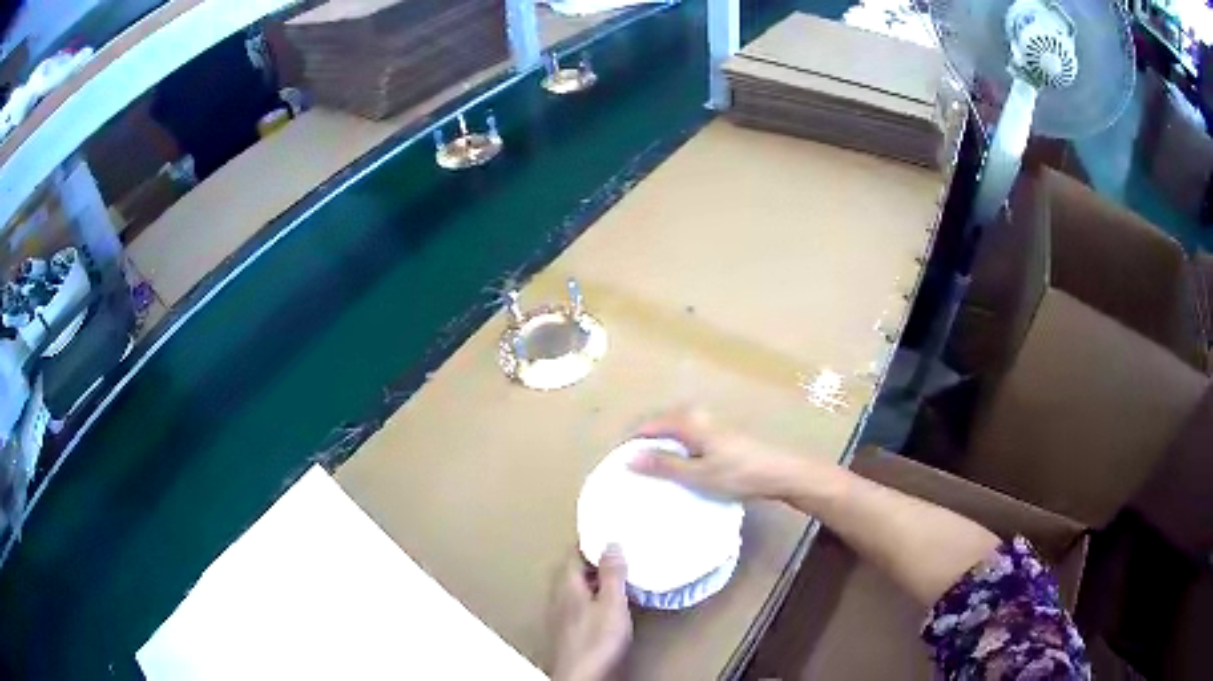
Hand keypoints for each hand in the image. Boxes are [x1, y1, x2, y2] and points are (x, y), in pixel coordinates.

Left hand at [550, 546, 632, 680]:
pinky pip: (581, 603)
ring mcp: (562, 614)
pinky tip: (610, 605)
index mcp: (567, 584)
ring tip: (619, 577)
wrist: (582, 676)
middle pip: (574, 570)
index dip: (591, 542)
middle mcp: (559, 595)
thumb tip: (611, 543)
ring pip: (577, 588)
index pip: (574, 552)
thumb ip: (612, 574)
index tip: (609, 532)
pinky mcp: (569, 630)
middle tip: (619, 553)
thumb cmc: (597, 640)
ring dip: (595, 580)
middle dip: (594, 560)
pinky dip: (595, 597)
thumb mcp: (612, 603)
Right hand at [629, 407, 804, 500]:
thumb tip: (629, 457)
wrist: (778, 473)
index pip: (649, 425)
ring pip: (674, 429)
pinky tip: (676, 466)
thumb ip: (664, 465)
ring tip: (648, 466)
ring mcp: (710, 425)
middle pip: (661, 423)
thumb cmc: (737, 474)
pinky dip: (674, 447)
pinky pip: (686, 436)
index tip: (615, 459)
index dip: (630, 440)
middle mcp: (697, 417)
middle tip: (628, 463)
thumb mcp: (697, 475)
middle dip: (643, 440)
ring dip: (659, 444)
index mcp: (689, 423)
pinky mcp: (719, 436)